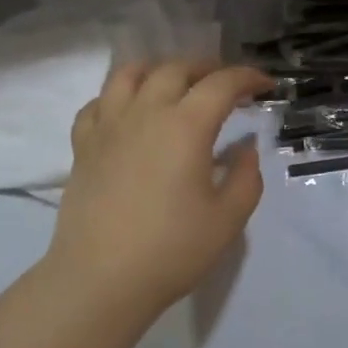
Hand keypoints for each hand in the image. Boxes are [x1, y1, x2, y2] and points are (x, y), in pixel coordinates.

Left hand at [45, 60, 274, 317]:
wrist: (102, 280)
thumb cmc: (173, 250)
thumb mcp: (228, 219)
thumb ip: (246, 176)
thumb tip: (245, 148)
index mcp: (185, 126)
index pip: (222, 84)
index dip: (248, 77)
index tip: (265, 85)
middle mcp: (145, 113)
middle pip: (175, 69)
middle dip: (206, 68)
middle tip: (225, 85)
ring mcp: (108, 126)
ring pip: (129, 75)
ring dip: (158, 70)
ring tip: (175, 84)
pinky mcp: (82, 146)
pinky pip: (97, 104)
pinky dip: (117, 97)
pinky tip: (128, 112)